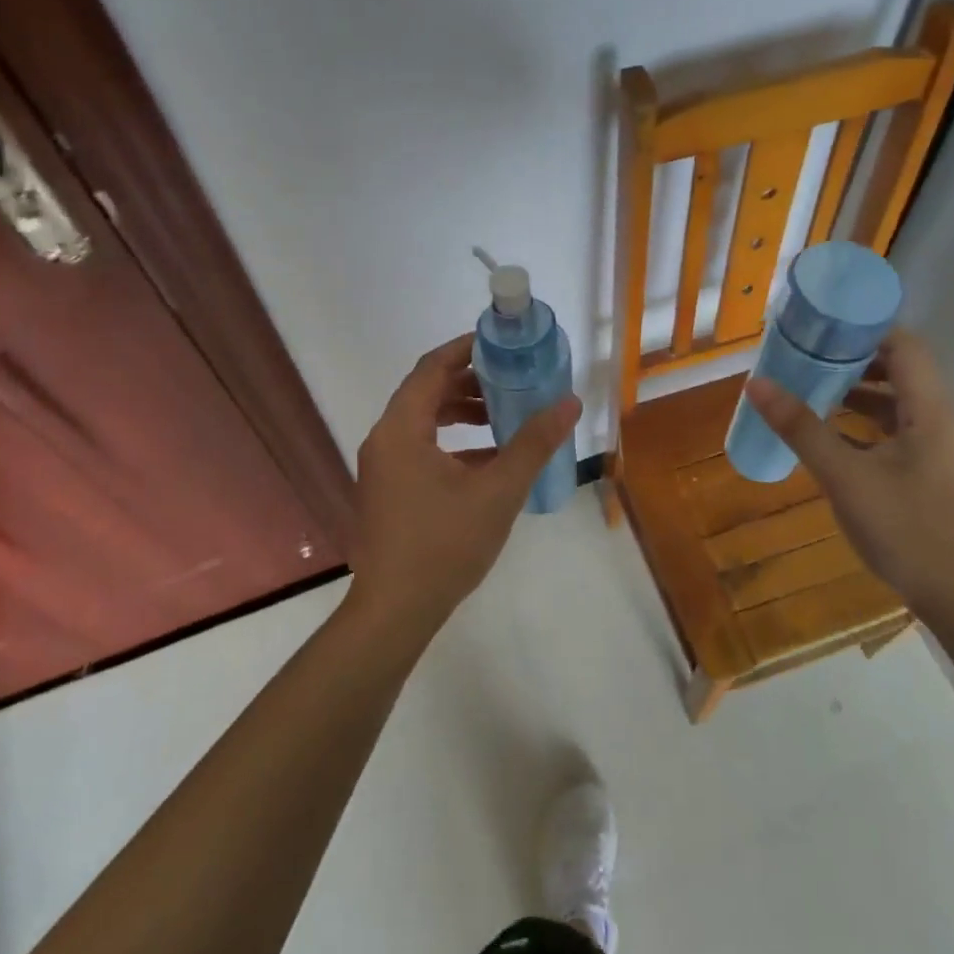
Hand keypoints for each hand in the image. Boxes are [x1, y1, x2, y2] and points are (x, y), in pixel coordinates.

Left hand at [345, 334, 579, 639]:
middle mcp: (385, 440)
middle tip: (513, 381)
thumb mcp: (498, 491)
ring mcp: (383, 468)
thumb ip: (533, 443)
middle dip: (471, 384)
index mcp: (402, 429)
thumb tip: (570, 403)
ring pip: (424, 423)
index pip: (431, 368)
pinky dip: (453, 445)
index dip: (465, 349)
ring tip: (506, 418)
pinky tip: (490, 461)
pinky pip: (421, 450)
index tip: (500, 343)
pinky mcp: (389, 491)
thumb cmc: (444, 544)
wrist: (396, 610)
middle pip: (427, 393)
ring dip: (463, 415)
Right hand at [744, 329, 953, 616]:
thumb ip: (801, 428)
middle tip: (806, 355)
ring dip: (856, 391)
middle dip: (853, 359)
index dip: (865, 329)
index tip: (821, 327)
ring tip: (809, 388)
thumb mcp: (844, 476)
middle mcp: (941, 420)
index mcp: (931, 411)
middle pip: (900, 370)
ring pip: (897, 402)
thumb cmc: (905, 528)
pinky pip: (895, 429)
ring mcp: (938, 448)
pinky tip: (830, 434)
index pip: (905, 346)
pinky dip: (863, 422)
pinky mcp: (930, 471)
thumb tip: (756, 384)